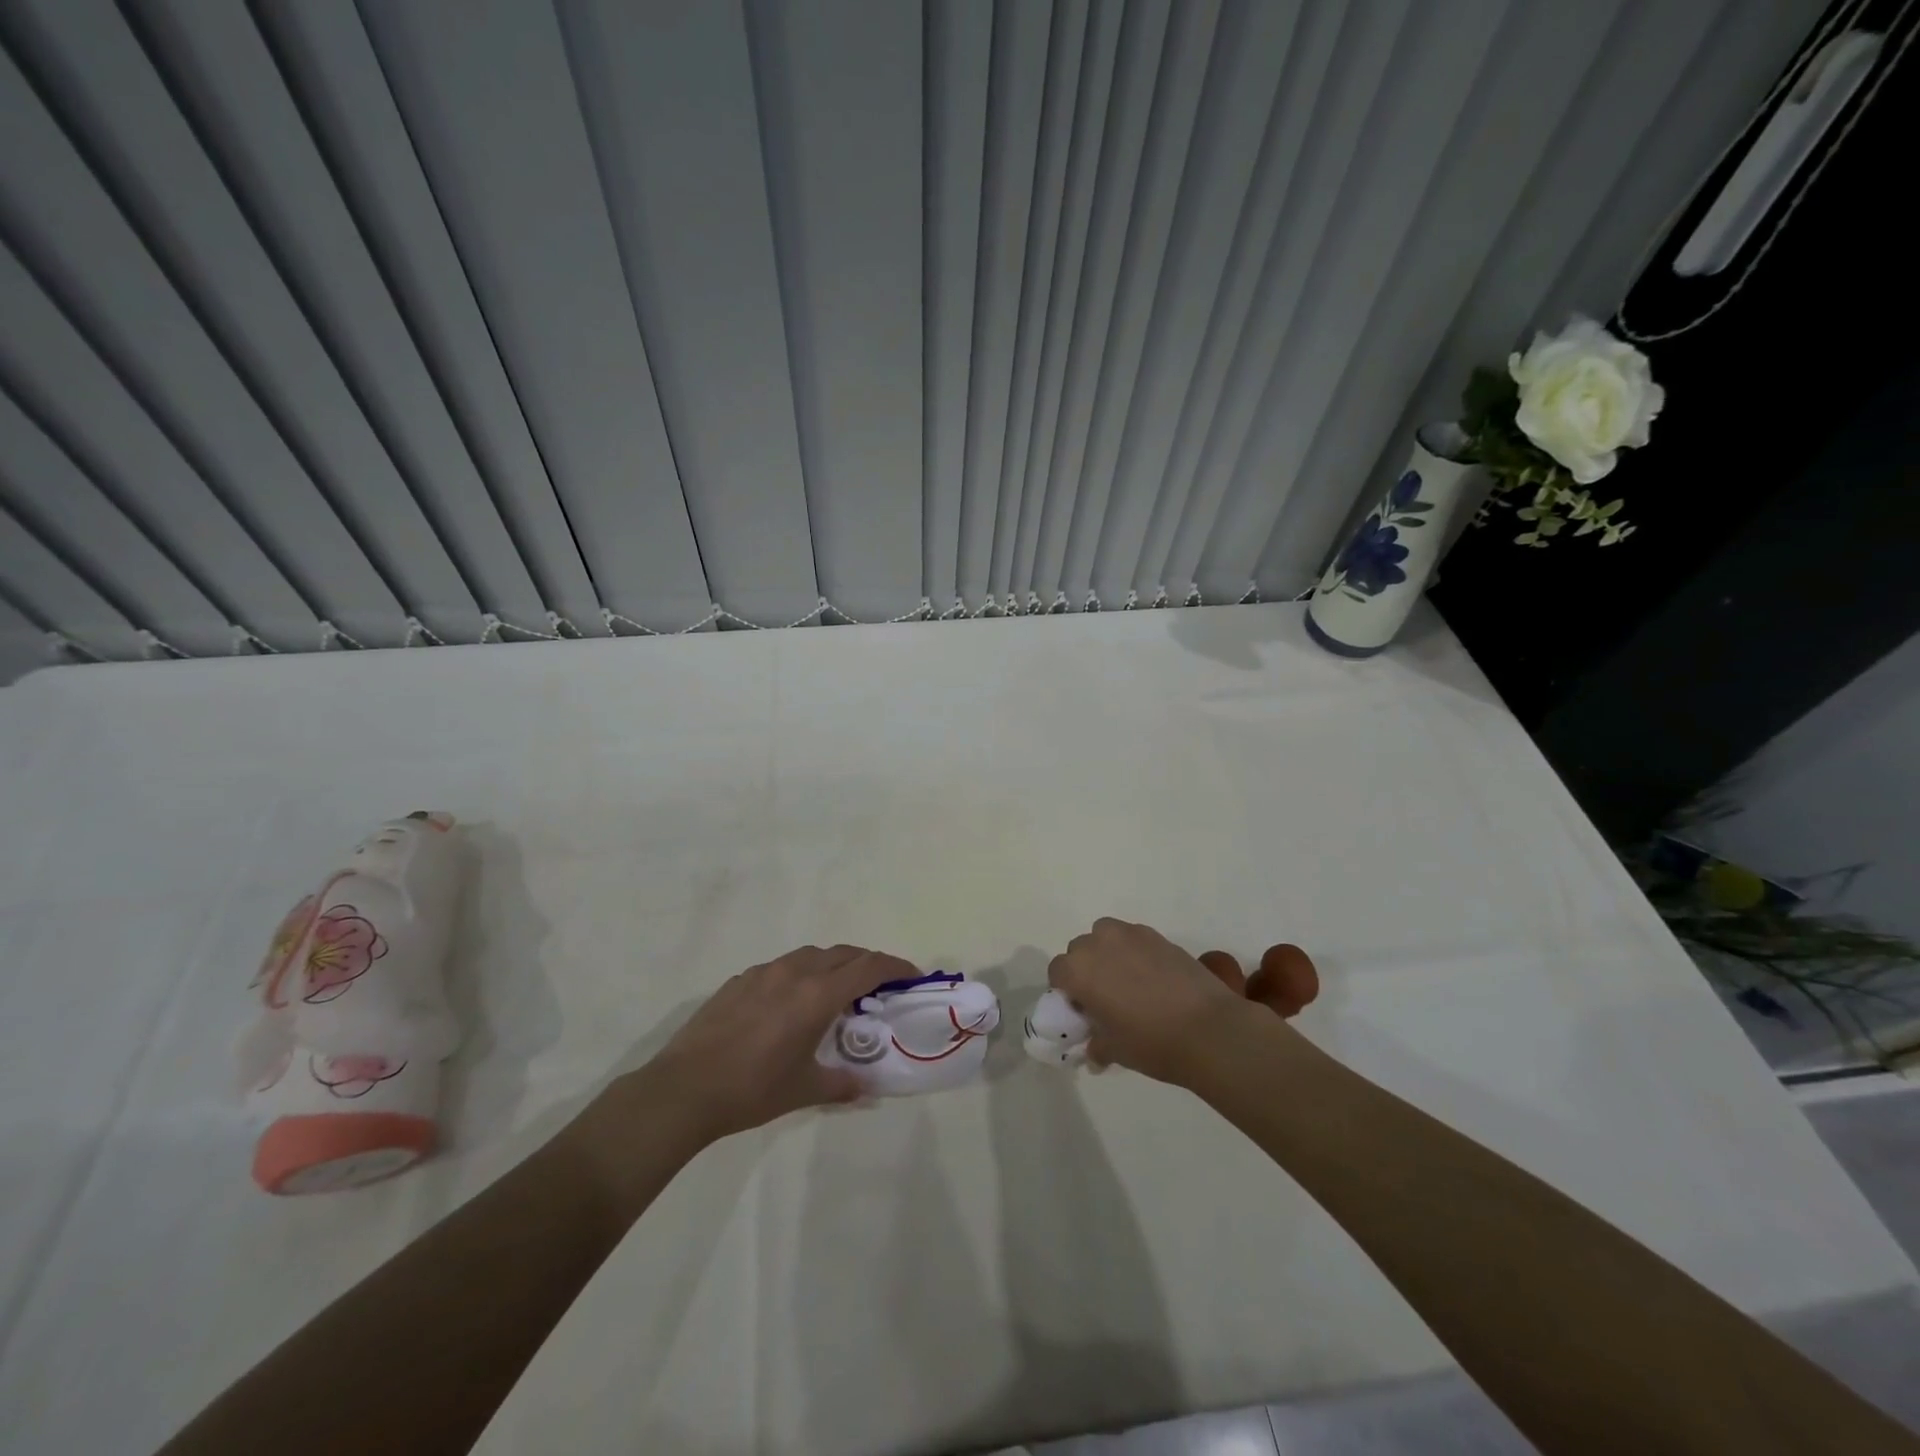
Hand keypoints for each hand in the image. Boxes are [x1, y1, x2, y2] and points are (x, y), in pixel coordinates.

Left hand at [640, 944, 915, 1143]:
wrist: (684, 1088)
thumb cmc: (752, 1090)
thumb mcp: (803, 1090)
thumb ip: (841, 1084)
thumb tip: (866, 1088)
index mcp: (817, 995)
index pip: (868, 967)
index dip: (895, 967)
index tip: (912, 975)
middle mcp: (794, 972)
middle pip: (843, 953)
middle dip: (867, 963)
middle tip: (879, 985)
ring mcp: (763, 972)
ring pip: (811, 955)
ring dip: (833, 965)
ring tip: (836, 991)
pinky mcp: (739, 980)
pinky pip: (781, 966)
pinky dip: (800, 974)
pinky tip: (789, 1002)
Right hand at [1049, 918, 1283, 1085]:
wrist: (1209, 1029)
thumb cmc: (1152, 1043)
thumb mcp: (1115, 1050)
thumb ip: (1097, 1043)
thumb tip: (1094, 1048)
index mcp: (1078, 971)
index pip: (1057, 972)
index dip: (1067, 991)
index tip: (1084, 1011)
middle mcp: (1098, 944)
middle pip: (1080, 950)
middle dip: (1086, 969)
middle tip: (1106, 998)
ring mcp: (1130, 935)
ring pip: (1106, 935)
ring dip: (1108, 953)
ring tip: (1129, 981)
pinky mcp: (1157, 935)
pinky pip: (1133, 938)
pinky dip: (1135, 951)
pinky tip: (1153, 978)